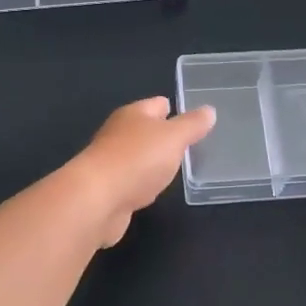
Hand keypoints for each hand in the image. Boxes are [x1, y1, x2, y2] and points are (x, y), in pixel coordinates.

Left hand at [73, 96, 216, 246]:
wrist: (96, 200)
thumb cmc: (137, 159)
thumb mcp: (173, 137)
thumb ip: (192, 125)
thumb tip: (209, 110)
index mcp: (133, 114)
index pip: (157, 104)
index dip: (175, 109)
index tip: (194, 118)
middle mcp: (118, 134)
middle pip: (145, 130)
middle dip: (164, 135)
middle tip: (190, 144)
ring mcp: (110, 162)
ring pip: (138, 156)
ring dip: (153, 161)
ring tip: (175, 167)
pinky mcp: (107, 189)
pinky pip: (131, 181)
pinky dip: (142, 183)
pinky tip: (153, 189)